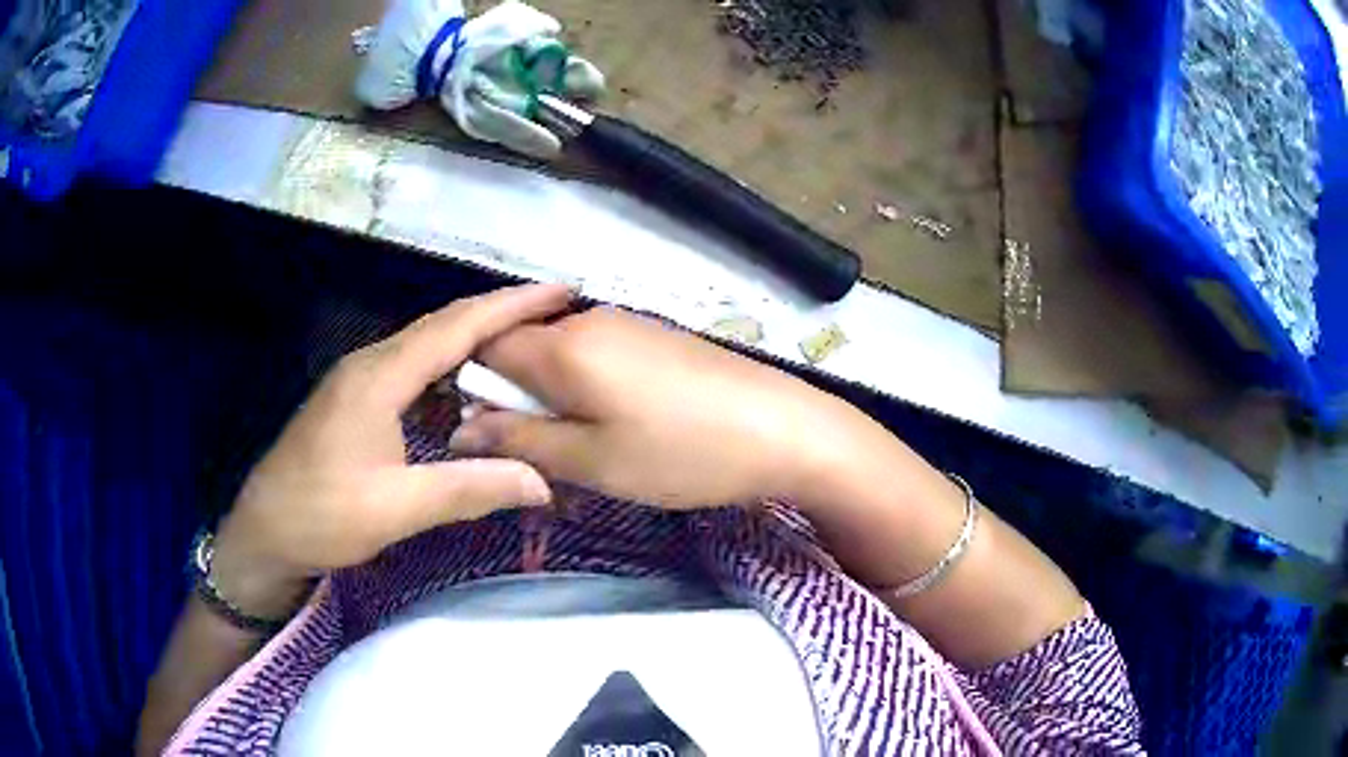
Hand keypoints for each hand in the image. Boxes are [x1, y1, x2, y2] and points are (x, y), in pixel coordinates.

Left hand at [212, 285, 572, 617]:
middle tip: (556, 313)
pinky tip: (469, 393)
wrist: (264, 531)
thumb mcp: (397, 508)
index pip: (456, 327)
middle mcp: (371, 364)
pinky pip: (413, 371)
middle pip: (444, 325)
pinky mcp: (356, 399)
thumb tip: (542, 482)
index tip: (561, 292)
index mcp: (380, 377)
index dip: (511, 306)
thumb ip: (469, 488)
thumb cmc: (322, 516)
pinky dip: (451, 371)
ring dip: (476, 341)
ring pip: (428, 346)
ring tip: (524, 347)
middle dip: (500, 313)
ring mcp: (360, 380)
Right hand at [451, 308, 872, 508]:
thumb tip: (461, 428)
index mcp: (564, 345)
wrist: (785, 430)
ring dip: (557, 402)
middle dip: (518, 401)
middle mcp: (590, 320)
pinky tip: (624, 430)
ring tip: (589, 451)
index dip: (473, 387)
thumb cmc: (681, 453)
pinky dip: (591, 393)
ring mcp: (629, 325)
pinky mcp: (658, 339)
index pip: (484, 345)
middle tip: (545, 456)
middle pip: (523, 350)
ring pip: (562, 358)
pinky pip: (599, 359)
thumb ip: (519, 441)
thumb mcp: (591, 460)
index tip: (488, 434)